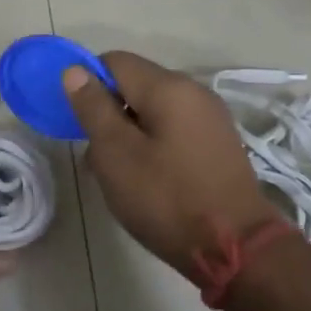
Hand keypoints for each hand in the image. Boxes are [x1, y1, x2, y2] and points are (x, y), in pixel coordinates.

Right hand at [64, 53, 280, 278]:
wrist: (236, 249)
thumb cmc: (166, 198)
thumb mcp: (116, 153)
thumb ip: (93, 108)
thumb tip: (75, 70)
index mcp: (169, 87)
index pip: (115, 61)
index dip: (87, 82)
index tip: (76, 121)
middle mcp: (194, 92)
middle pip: (135, 85)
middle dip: (107, 112)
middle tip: (95, 155)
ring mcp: (210, 119)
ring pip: (153, 110)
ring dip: (127, 133)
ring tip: (117, 173)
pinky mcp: (217, 144)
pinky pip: (173, 130)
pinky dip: (151, 145)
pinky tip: (146, 179)